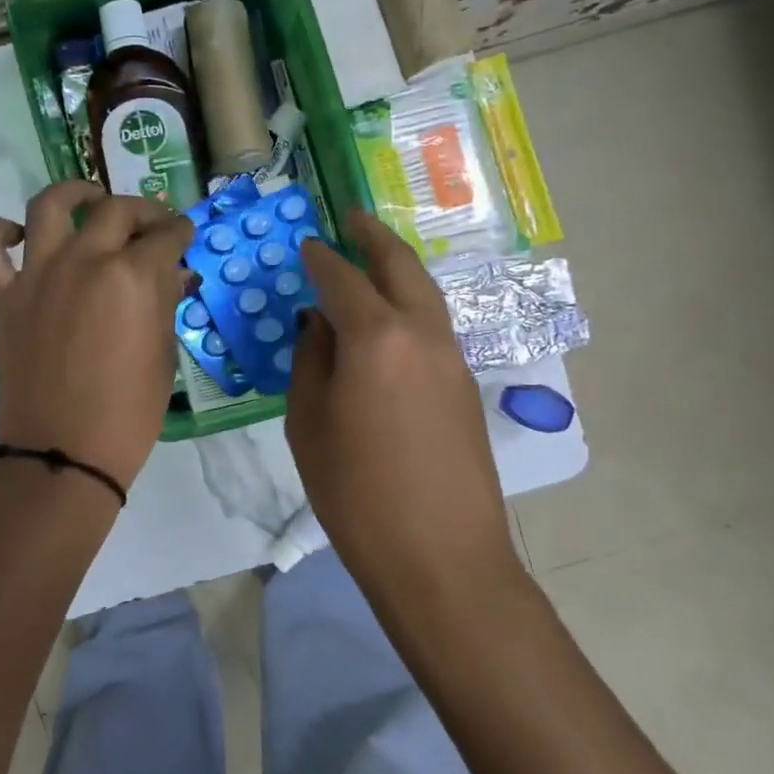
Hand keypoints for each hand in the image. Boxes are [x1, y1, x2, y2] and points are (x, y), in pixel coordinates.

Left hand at [0, 182, 192, 491]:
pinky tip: (19, 234)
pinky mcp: (2, 297)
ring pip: (49, 206)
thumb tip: (170, 274)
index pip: (165, 236)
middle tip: (152, 223)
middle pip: (116, 210)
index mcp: (132, 275)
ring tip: (88, 197)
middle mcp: (84, 259)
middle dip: (143, 210)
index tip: (184, 235)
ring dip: (73, 192)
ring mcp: (37, 275)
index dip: (180, 232)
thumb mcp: (163, 354)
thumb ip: (164, 303)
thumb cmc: (129, 412)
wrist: (65, 452)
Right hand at [288, 210, 510, 578]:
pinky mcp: (466, 385)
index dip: (321, 258)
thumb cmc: (356, 493)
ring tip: (374, 257)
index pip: (342, 279)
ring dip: (399, 268)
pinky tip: (392, 319)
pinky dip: (411, 304)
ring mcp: (453, 357)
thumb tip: (318, 322)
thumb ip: (311, 360)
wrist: (440, 555)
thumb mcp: (309, 424)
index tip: (306, 245)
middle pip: (401, 266)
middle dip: (374, 237)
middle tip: (352, 218)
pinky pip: (434, 325)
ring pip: (425, 293)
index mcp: (376, 337)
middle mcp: (422, 333)